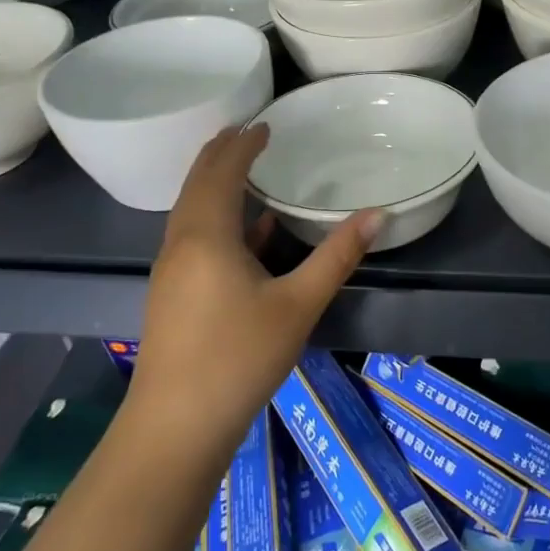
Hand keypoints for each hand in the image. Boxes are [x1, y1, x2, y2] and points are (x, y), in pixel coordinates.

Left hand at [126, 124, 379, 458]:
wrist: (176, 427)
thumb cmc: (239, 358)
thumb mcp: (299, 304)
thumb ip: (338, 256)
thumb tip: (378, 213)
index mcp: (206, 235)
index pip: (222, 172)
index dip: (242, 145)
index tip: (265, 123)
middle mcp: (181, 243)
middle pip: (197, 184)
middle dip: (220, 154)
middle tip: (246, 131)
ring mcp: (171, 270)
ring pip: (190, 210)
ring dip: (214, 183)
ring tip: (241, 167)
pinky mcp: (172, 293)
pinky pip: (192, 234)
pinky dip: (215, 215)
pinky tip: (244, 231)